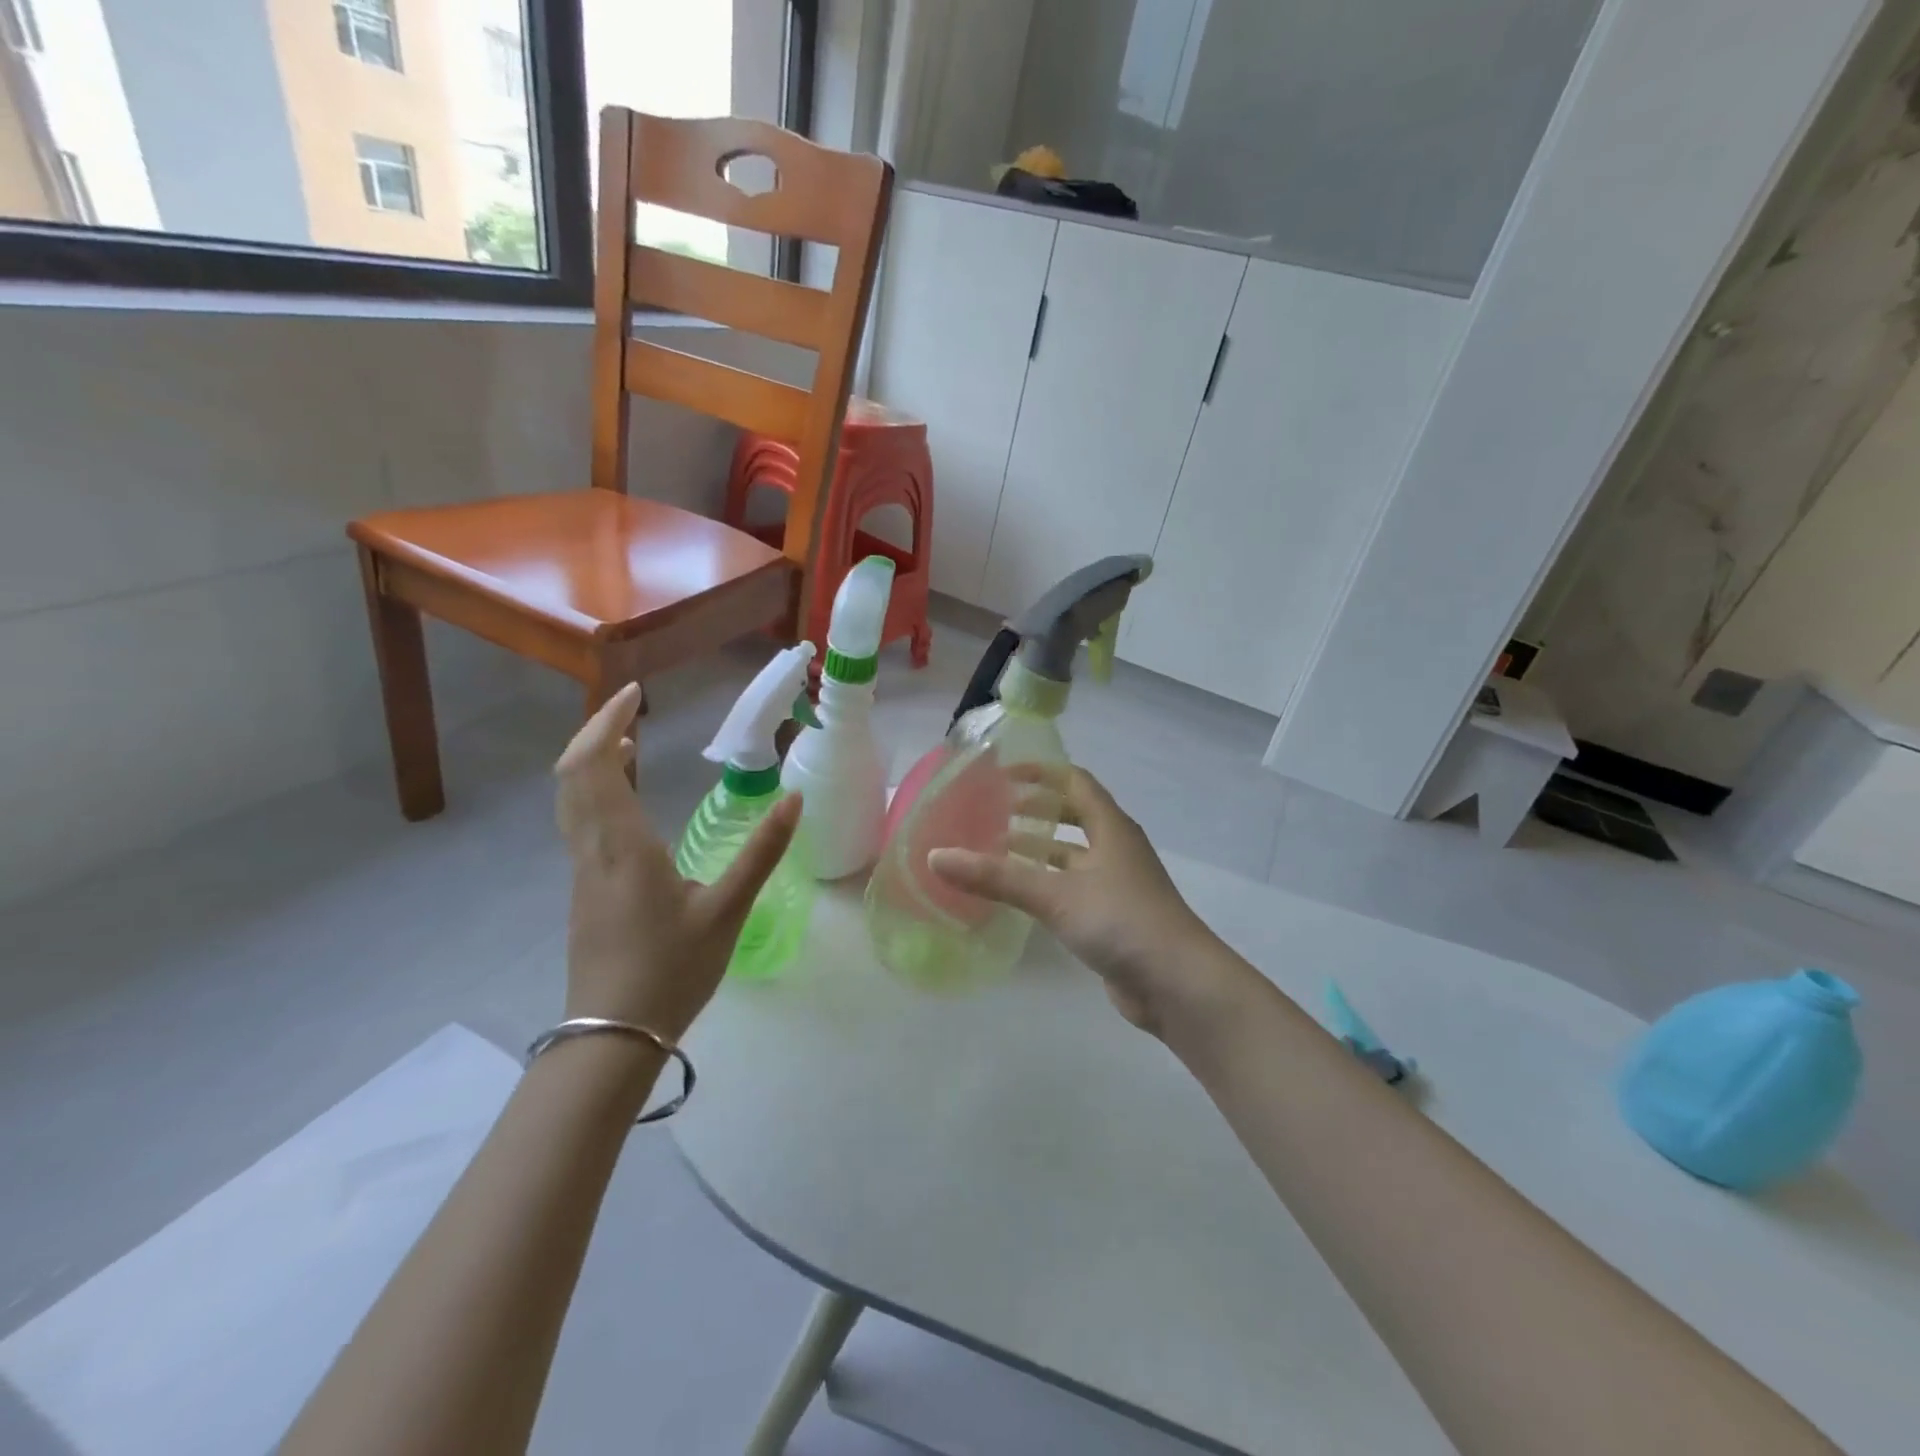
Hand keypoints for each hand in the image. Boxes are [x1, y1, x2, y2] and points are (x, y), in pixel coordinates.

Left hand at [554, 684, 800, 1041]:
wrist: (613, 1036)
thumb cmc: (672, 970)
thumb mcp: (728, 910)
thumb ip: (761, 852)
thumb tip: (794, 799)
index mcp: (622, 846)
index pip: (595, 766)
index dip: (606, 723)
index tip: (633, 694)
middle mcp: (592, 850)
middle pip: (571, 775)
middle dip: (595, 733)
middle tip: (630, 710)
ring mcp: (581, 872)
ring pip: (570, 800)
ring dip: (593, 762)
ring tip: (630, 744)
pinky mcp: (584, 890)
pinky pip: (579, 822)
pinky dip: (595, 792)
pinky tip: (627, 802)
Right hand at [928, 767, 1234, 1033]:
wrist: (1177, 983)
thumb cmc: (1121, 921)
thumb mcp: (1054, 894)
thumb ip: (996, 876)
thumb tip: (936, 857)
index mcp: (1111, 827)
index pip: (1074, 781)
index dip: (1040, 773)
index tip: (1001, 776)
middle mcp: (1116, 848)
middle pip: (1074, 815)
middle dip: (1036, 809)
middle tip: (992, 811)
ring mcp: (1117, 884)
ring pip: (1072, 854)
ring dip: (1039, 848)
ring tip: (995, 849)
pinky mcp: (1113, 917)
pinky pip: (1073, 887)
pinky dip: (1047, 883)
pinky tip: (1019, 895)